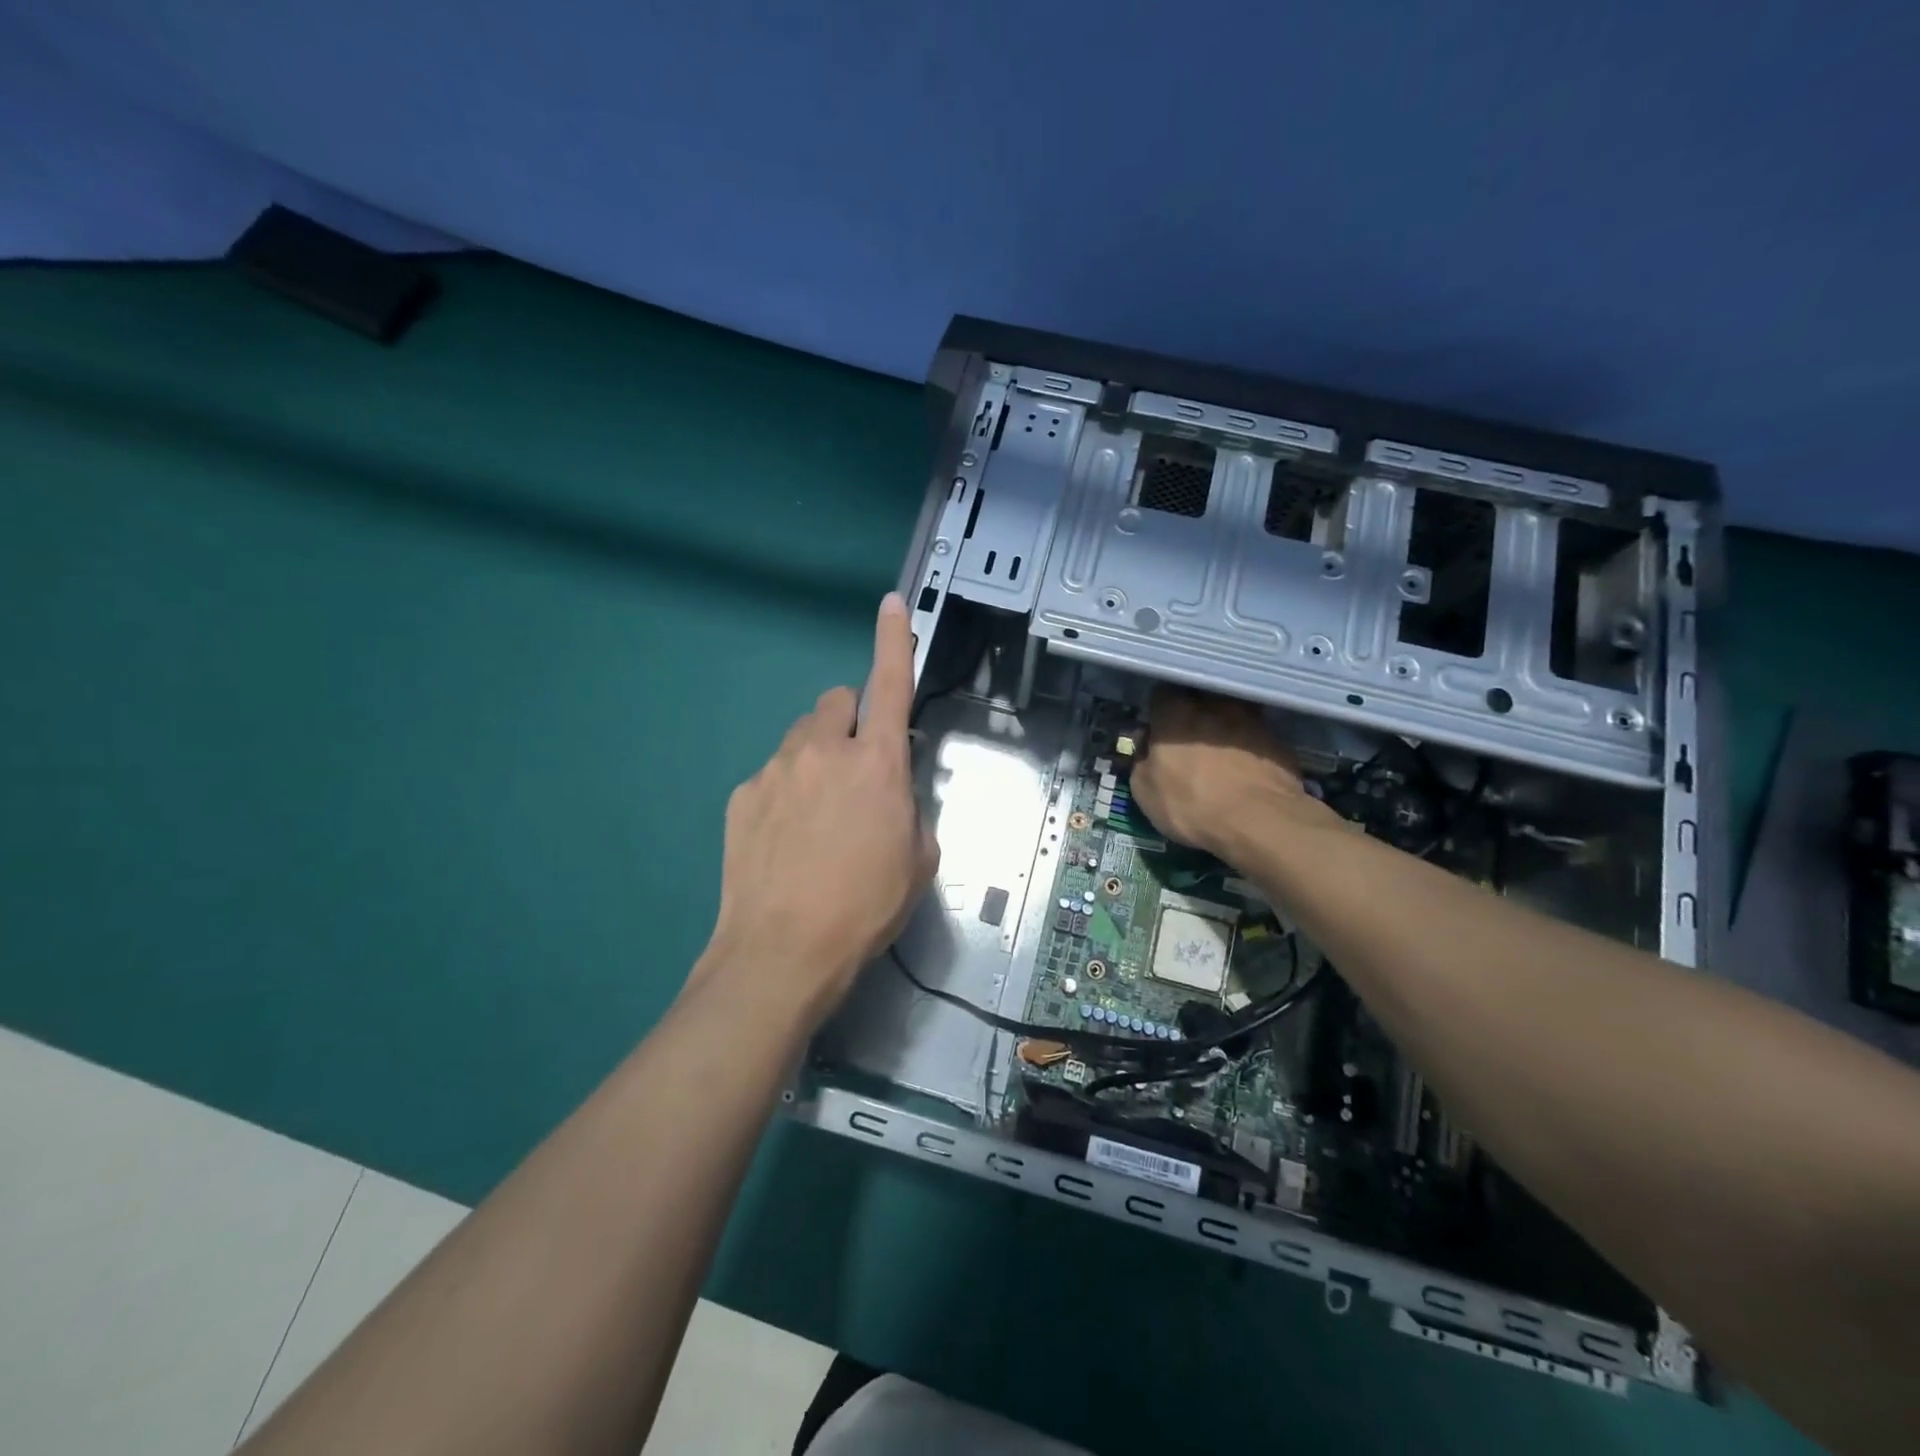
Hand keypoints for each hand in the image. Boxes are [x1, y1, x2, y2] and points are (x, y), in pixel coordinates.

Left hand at [700, 593, 938, 1027]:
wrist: (782, 951)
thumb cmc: (865, 906)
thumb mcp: (918, 859)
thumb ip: (910, 809)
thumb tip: (892, 795)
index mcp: (876, 762)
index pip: (889, 683)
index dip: (893, 640)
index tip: (891, 606)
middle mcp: (823, 751)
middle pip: (836, 702)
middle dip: (850, 723)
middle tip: (855, 772)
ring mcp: (774, 770)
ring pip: (801, 739)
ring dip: (816, 758)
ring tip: (817, 817)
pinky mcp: (741, 796)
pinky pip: (771, 776)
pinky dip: (785, 792)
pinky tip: (785, 841)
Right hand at [1129, 686, 1338, 861]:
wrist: (1259, 822)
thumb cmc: (1191, 804)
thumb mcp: (1145, 791)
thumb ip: (1142, 760)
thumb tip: (1146, 744)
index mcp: (1176, 714)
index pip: (1162, 694)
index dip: (1160, 710)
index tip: (1158, 728)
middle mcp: (1214, 707)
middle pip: (1200, 699)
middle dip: (1195, 714)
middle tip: (1191, 740)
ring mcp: (1251, 721)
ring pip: (1233, 714)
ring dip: (1226, 727)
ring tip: (1223, 753)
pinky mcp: (1278, 741)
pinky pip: (1257, 736)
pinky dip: (1251, 747)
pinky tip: (1248, 769)